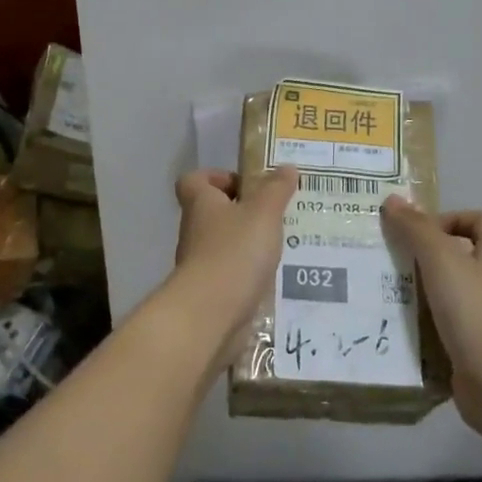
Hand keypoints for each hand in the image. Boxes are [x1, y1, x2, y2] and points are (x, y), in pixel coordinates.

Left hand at [167, 167, 298, 367]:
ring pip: (223, 244)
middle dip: (242, 211)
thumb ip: (276, 189)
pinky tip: (273, 276)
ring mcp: (200, 263)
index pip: (194, 180)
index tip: (247, 184)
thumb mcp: (263, 213)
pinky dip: (248, 272)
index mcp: (201, 204)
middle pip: (212, 212)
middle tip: (275, 214)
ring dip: (248, 243)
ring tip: (281, 245)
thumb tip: (286, 167)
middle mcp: (195, 230)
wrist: (211, 313)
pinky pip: (230, 273)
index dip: (217, 176)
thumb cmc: (235, 251)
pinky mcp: (210, 291)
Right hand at [381, 199, 481, 439]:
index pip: (480, 221)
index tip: (418, 231)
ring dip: (422, 292)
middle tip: (392, 259)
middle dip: (427, 256)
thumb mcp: (441, 259)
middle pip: (463, 257)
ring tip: (386, 292)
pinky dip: (424, 326)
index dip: (450, 218)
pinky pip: (445, 328)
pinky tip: (399, 327)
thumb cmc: (475, 310)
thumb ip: (416, 229)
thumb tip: (393, 199)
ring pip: (450, 294)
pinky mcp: (475, 349)